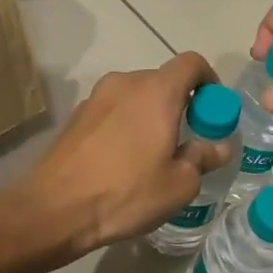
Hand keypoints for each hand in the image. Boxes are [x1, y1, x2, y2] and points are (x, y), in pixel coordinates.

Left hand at [26, 53, 232, 253]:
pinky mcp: (76, 116)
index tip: (212, 112)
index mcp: (157, 91)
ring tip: (152, 155)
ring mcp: (95, 98)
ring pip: (135, 96)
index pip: (192, 63)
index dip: (209, 81)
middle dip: (180, 105)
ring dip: (151, 116)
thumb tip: (218, 146)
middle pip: (163, 81)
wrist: (55, 209)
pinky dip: (125, 125)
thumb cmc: (126, 193)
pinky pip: (113, 111)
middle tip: (186, 142)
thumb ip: (203, 158)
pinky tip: (122, 161)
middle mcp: (125, 83)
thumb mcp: (179, 184)